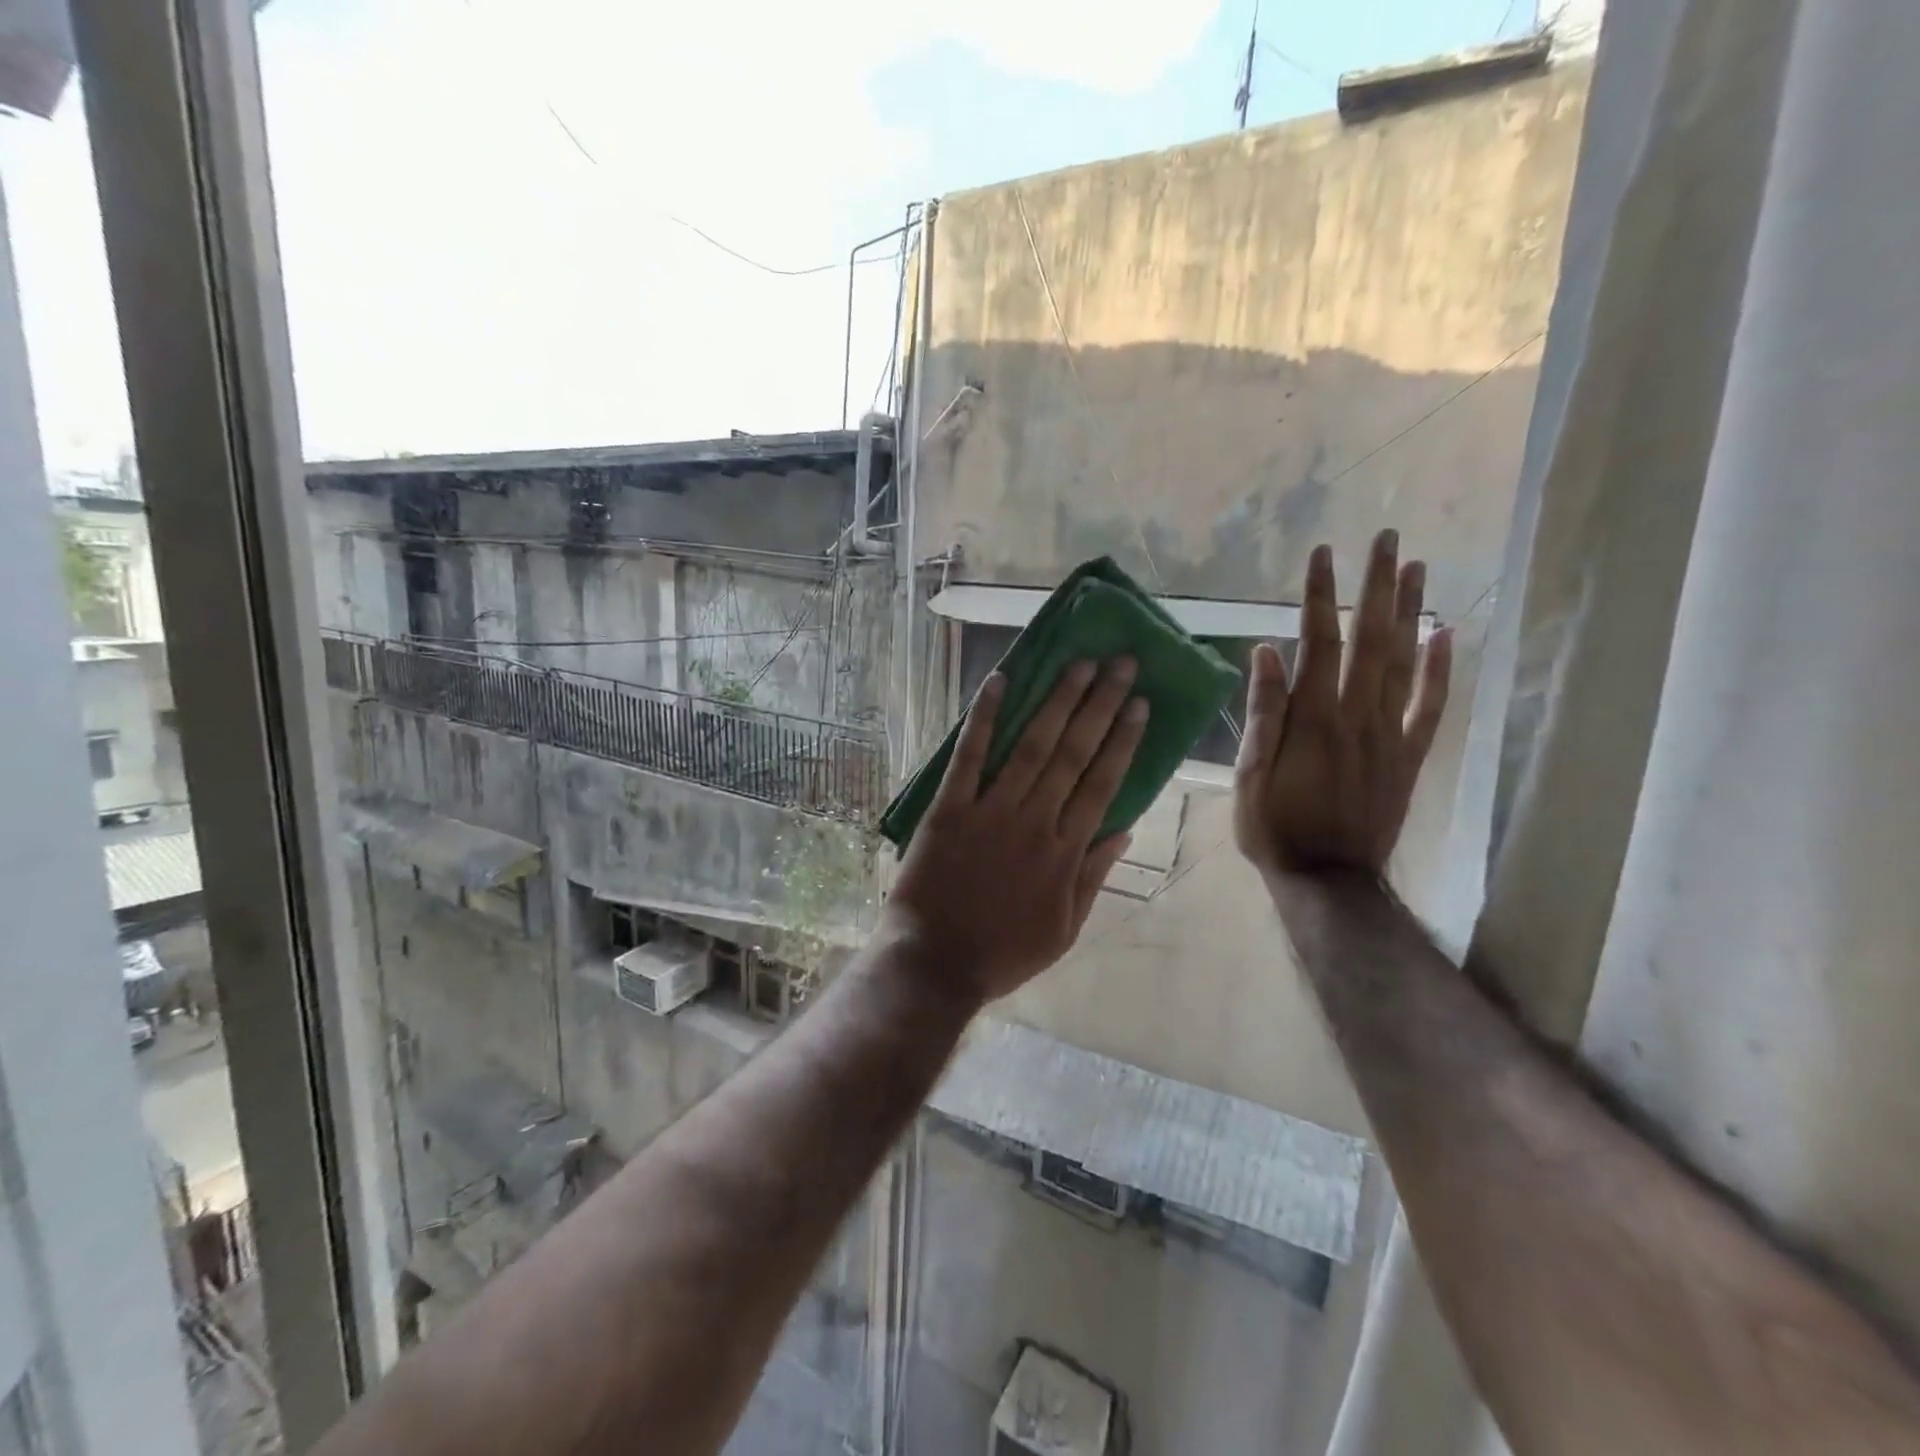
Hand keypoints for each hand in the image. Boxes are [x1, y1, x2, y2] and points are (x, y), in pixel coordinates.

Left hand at [885, 658, 1148, 1003]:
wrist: (935, 963)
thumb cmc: (1002, 952)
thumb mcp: (1064, 929)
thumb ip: (1093, 876)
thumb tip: (1124, 829)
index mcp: (1065, 852)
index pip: (1103, 784)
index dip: (1122, 741)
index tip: (1139, 704)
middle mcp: (1035, 822)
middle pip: (1075, 755)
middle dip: (1100, 705)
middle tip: (1120, 664)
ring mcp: (991, 812)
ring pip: (1032, 747)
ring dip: (1057, 702)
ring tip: (1080, 664)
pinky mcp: (949, 809)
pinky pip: (969, 757)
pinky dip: (984, 718)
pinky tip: (999, 682)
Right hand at [1234, 530, 1451, 880]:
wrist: (1328, 879)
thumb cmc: (1274, 827)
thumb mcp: (1249, 773)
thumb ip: (1262, 712)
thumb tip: (1266, 652)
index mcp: (1312, 718)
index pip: (1317, 641)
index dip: (1320, 594)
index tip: (1323, 553)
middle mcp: (1356, 715)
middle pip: (1370, 638)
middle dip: (1376, 585)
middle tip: (1387, 538)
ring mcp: (1389, 734)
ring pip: (1405, 662)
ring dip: (1409, 611)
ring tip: (1416, 567)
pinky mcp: (1409, 755)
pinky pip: (1431, 706)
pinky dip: (1441, 668)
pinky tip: (1445, 633)